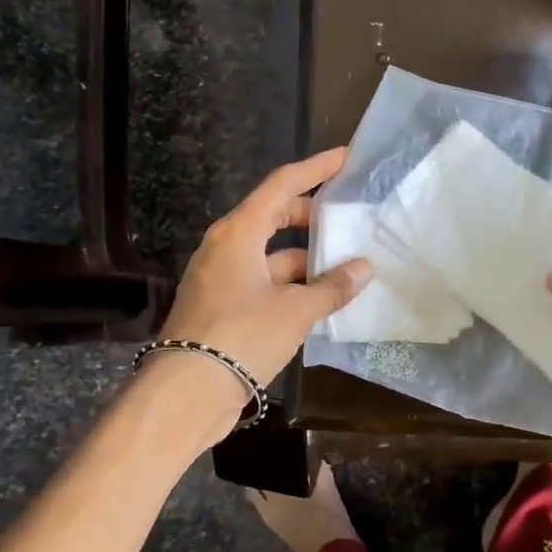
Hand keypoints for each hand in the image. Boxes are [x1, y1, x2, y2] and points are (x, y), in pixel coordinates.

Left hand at [156, 148, 372, 399]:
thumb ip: (331, 288)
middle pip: (273, 216)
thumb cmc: (242, 337)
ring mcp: (220, 277)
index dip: (316, 168)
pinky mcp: (221, 306)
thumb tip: (364, 268)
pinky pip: (262, 281)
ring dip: (304, 258)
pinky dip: (290, 284)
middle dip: (311, 216)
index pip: (282, 184)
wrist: (187, 392)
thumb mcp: (295, 311)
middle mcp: (225, 247)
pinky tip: (319, 300)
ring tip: (344, 268)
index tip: (346, 158)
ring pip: (269, 254)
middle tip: (347, 219)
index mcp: (238, 233)